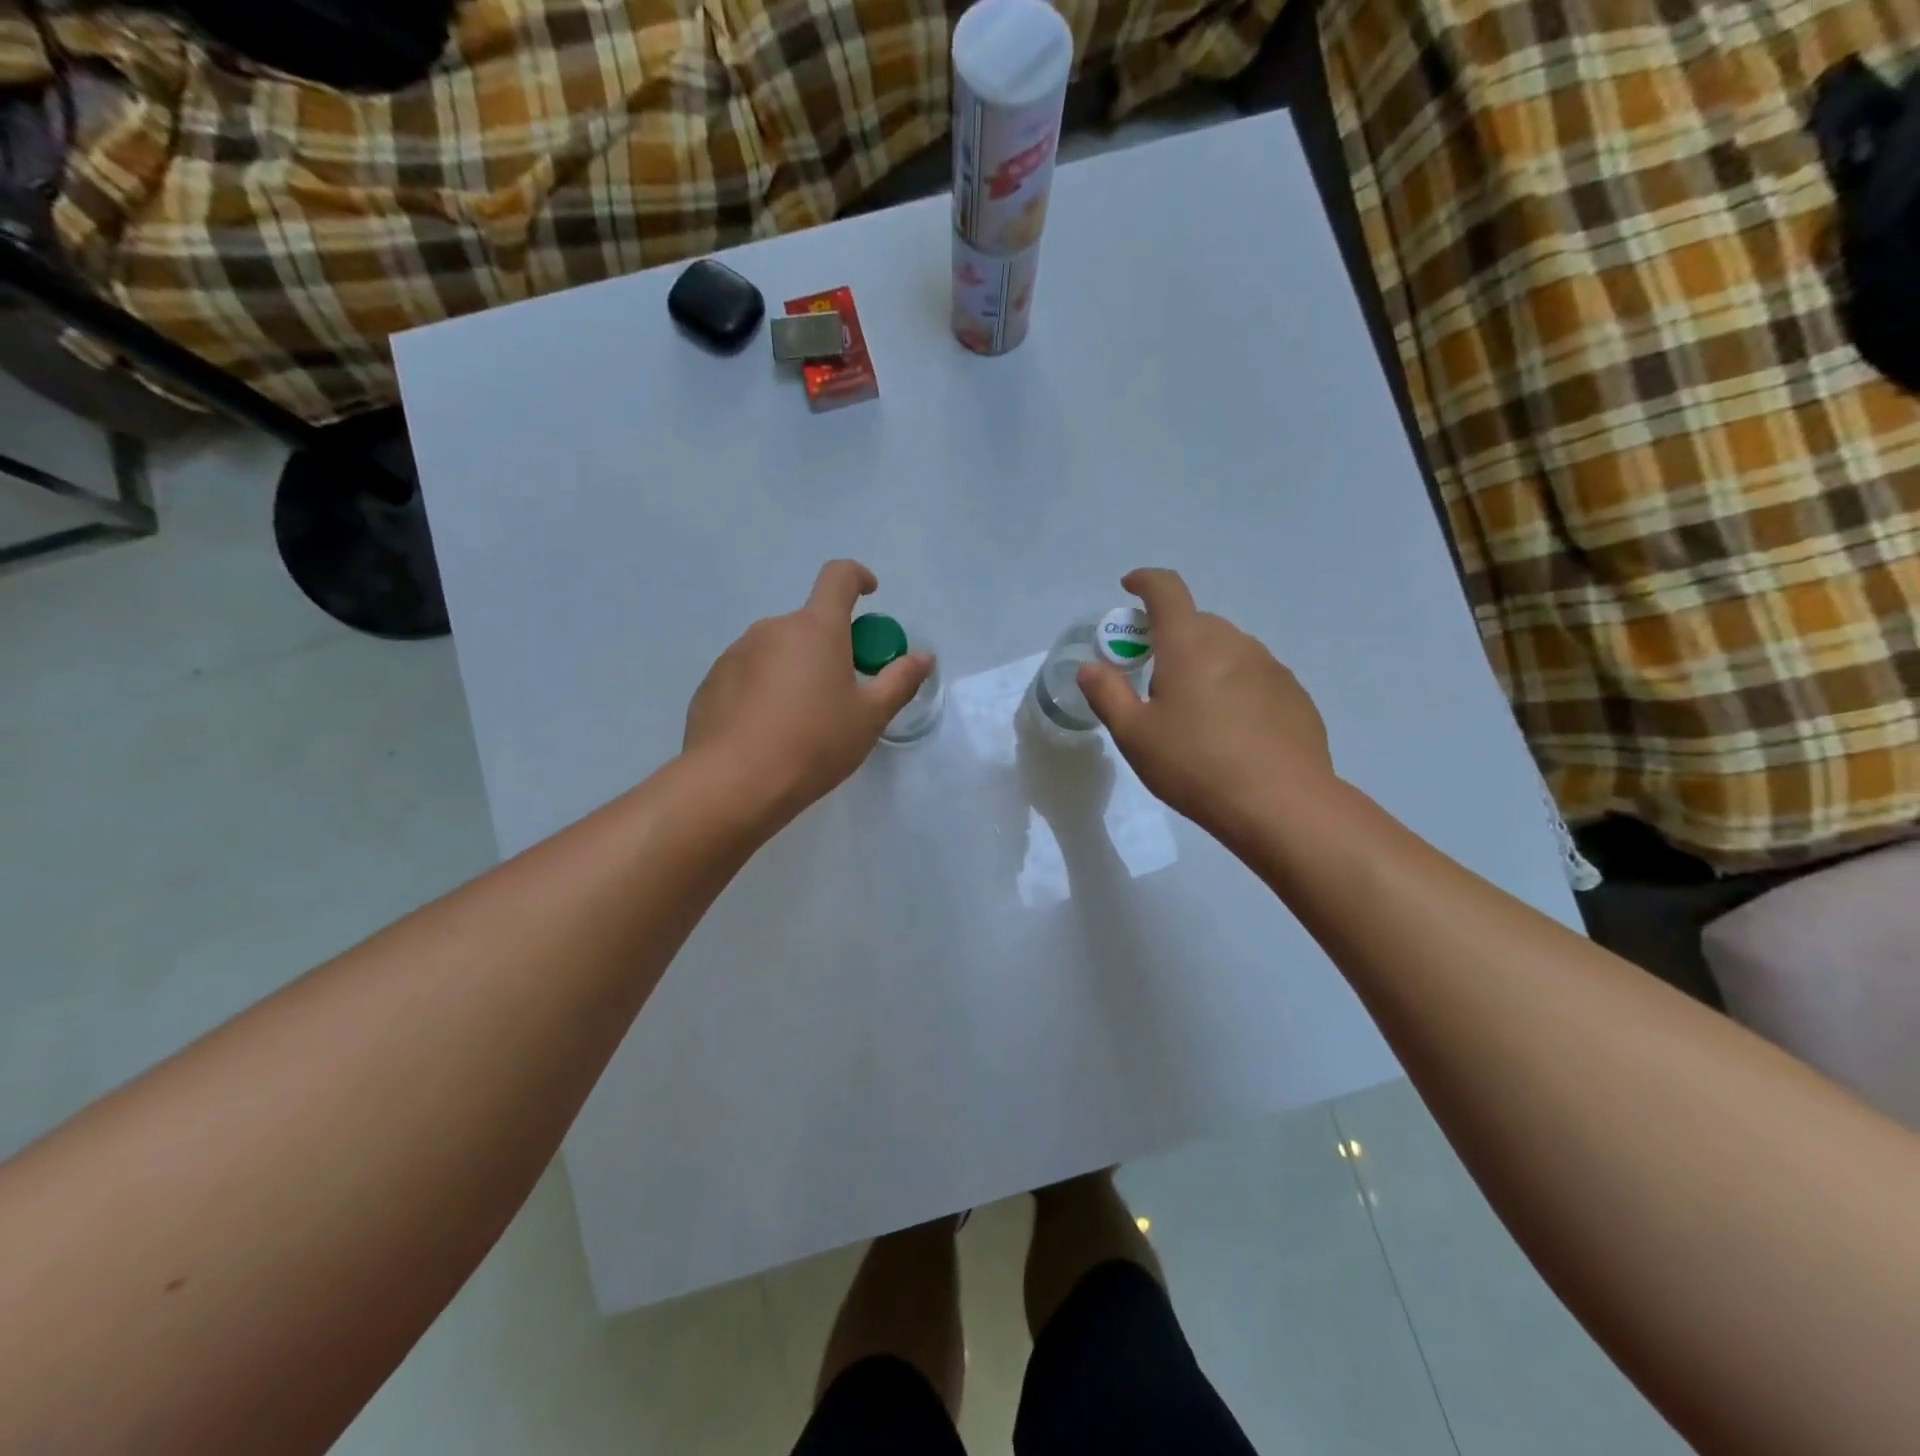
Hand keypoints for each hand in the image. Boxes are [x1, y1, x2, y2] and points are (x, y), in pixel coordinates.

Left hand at [684, 560, 933, 817]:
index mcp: (817, 628)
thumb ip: (899, 681)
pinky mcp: (712, 681)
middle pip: (809, 624)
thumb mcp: (869, 717)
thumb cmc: (814, 743)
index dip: (857, 577)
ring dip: (794, 670)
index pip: (838, 577)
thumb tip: (923, 657)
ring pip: (777, 651)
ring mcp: (736, 653)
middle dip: (829, 647)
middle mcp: (773, 628)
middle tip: (841, 693)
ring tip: (800, 722)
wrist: (735, 783)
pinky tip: (767, 732)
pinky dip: (763, 691)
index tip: (869, 593)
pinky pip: (748, 675)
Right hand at [1077, 568, 1332, 838]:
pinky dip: (1235, 687)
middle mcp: (1233, 642)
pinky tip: (1232, 730)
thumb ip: (1108, 694)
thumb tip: (1090, 667)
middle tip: (1154, 677)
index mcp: (1189, 644)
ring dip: (1204, 663)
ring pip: (1227, 649)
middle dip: (1170, 637)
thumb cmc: (1195, 765)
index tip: (1130, 587)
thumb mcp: (1135, 736)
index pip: (1166, 590)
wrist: (1281, 804)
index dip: (1145, 581)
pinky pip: (1254, 675)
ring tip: (1195, 712)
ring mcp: (1270, 666)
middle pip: (1196, 623)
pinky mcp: (1294, 693)